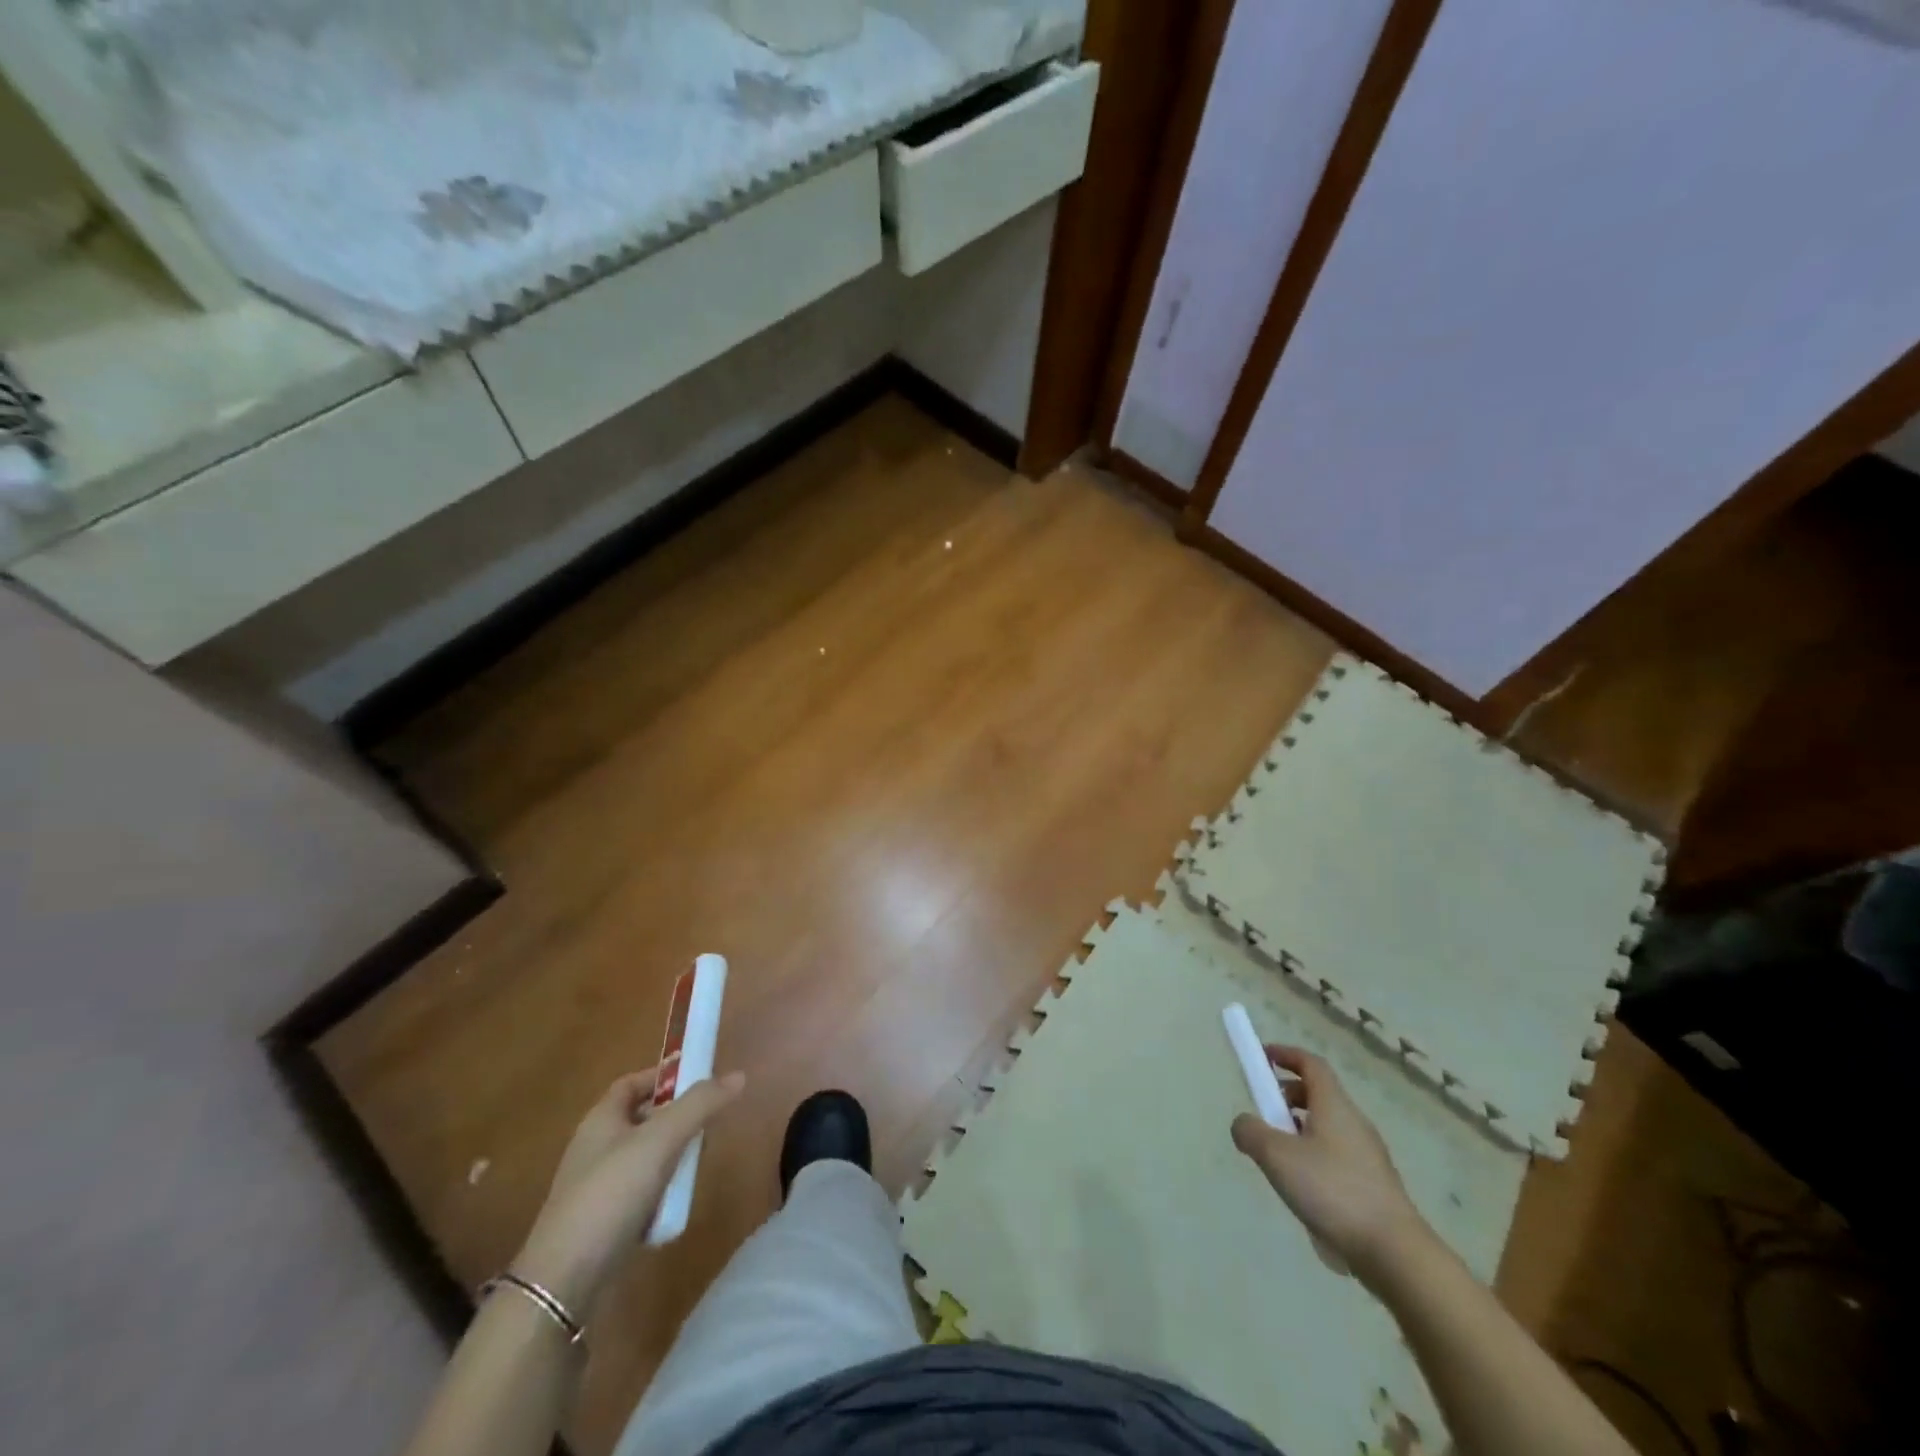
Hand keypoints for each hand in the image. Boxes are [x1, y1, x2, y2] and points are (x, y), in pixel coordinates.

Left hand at [514, 1066, 745, 1314]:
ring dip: (672, 1158)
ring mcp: (596, 1187)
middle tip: (707, 1126)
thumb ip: (700, 1105)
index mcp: (601, 1119)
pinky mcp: (601, 1223)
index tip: (699, 1080)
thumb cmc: (611, 1194)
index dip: (664, 1076)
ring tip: (696, 1167)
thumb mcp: (661, 1140)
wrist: (563, 1283)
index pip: (633, 1082)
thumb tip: (738, 1075)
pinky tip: (676, 1205)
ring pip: (644, 1158)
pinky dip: (661, 1193)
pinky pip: (639, 1193)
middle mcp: (595, 1147)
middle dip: (676, 1120)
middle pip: (642, 1119)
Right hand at [1231, 1045, 1432, 1288]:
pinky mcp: (1374, 1186)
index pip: (1311, 1063)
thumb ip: (1251, 1132)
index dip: (1285, 1054)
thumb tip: (1243, 1124)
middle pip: (1318, 1094)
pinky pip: (1337, 1156)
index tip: (1262, 1057)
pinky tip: (1303, 1189)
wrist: (1395, 1254)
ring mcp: (1368, 1156)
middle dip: (1287, 1096)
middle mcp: (1354, 1123)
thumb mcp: (1277, 1156)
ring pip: (1327, 1127)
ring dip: (1299, 1129)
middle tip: (1264, 1112)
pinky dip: (1314, 1157)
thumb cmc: (1332, 1191)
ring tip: (1278, 1157)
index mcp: (1334, 1105)